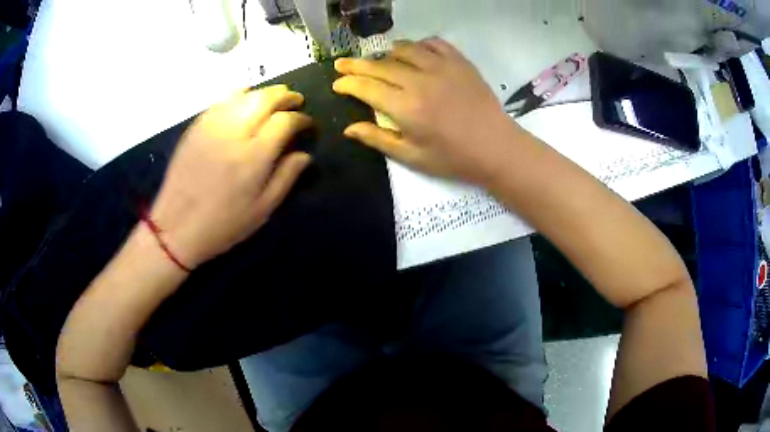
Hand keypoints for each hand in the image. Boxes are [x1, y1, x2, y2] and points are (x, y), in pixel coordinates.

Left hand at [149, 85, 311, 268]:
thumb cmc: (223, 224)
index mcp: (254, 156)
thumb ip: (286, 177)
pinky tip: (245, 100)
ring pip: (244, 94)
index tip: (307, 124)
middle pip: (265, 99)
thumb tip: (304, 154)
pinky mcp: (196, 126)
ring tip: (273, 98)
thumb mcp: (262, 210)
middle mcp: (234, 133)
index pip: (285, 121)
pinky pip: (222, 100)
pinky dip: (239, 94)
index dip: (301, 118)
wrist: (177, 227)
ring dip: (264, 92)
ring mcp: (212, 126)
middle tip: (295, 100)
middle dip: (285, 96)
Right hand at [333, 38, 519, 184]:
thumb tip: (349, 128)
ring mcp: (441, 67)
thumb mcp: (412, 157)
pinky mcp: (459, 62)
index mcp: (405, 107)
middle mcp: (419, 81)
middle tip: (342, 64)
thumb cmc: (453, 158)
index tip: (337, 82)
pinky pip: (433, 43)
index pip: (366, 88)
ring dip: (387, 53)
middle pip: (380, 66)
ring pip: (404, 49)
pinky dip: (419, 45)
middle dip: (356, 65)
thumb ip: (378, 139)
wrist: (496, 147)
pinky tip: (416, 53)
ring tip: (381, 60)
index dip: (348, 83)